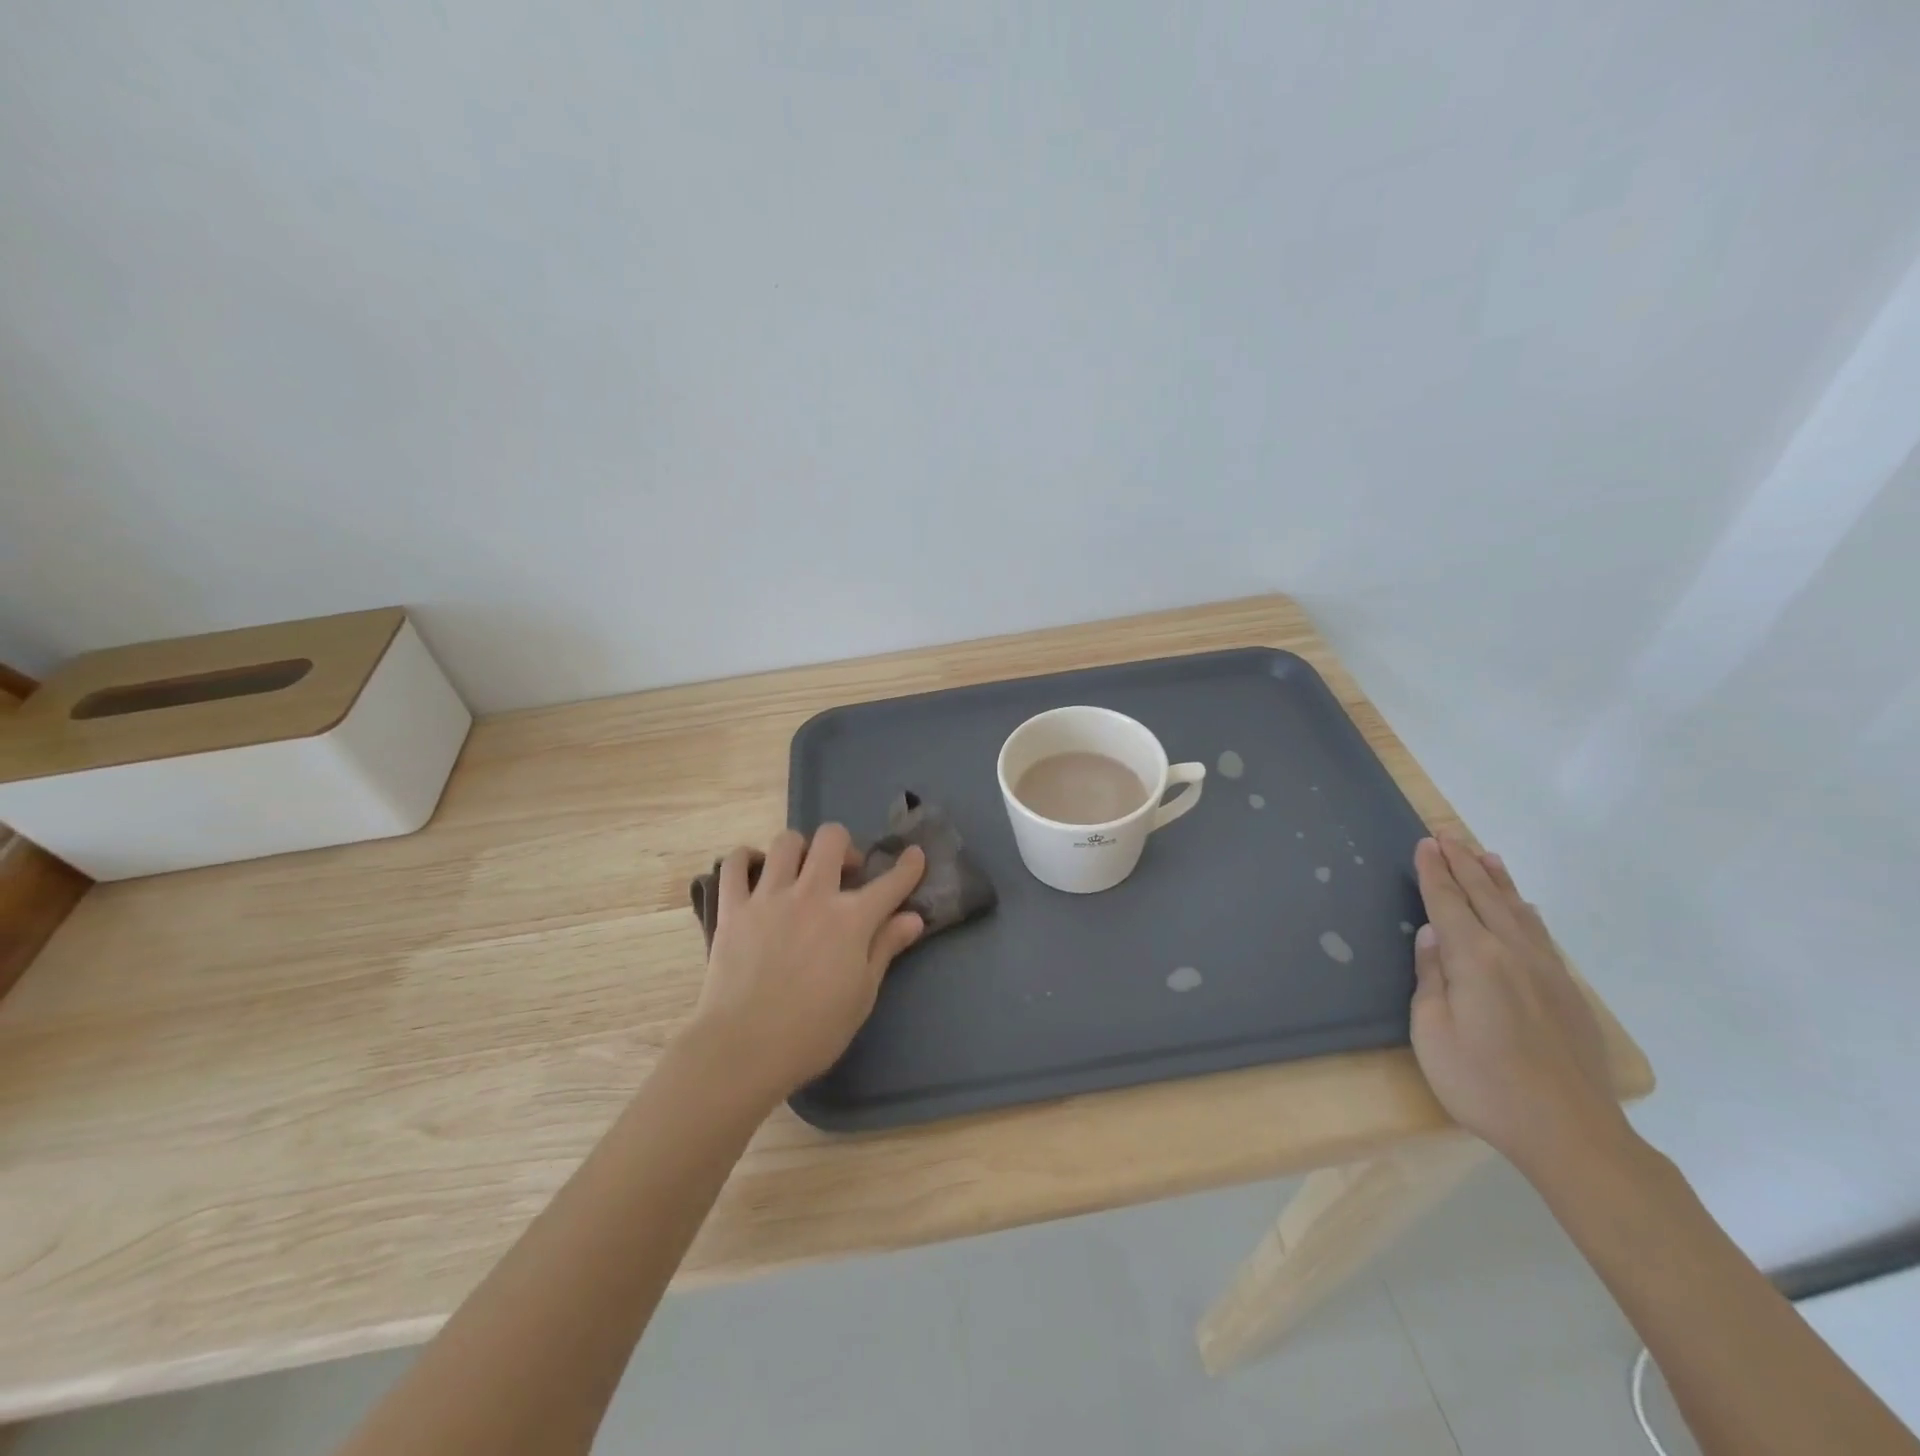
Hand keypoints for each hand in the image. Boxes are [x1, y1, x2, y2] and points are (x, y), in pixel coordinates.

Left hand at [688, 825, 925, 1101]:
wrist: (744, 1049)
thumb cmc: (813, 1032)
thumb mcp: (862, 995)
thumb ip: (885, 948)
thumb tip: (913, 918)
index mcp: (851, 919)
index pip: (891, 882)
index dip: (909, 866)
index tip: (914, 855)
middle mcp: (813, 895)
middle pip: (832, 839)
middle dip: (845, 846)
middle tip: (844, 871)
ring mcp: (769, 897)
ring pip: (786, 842)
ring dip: (799, 849)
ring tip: (799, 871)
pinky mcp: (733, 908)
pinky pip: (735, 864)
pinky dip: (745, 860)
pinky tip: (754, 872)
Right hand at [1409, 835, 1629, 1175]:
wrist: (1572, 1133)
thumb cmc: (1484, 1083)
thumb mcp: (1432, 1032)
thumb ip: (1431, 978)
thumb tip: (1433, 937)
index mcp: (1475, 959)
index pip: (1448, 902)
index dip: (1434, 872)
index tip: (1425, 843)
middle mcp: (1514, 953)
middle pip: (1484, 896)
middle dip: (1462, 862)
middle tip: (1446, 833)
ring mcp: (1547, 972)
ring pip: (1517, 910)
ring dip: (1497, 879)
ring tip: (1484, 853)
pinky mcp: (1567, 993)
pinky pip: (1540, 934)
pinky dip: (1524, 910)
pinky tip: (1524, 906)